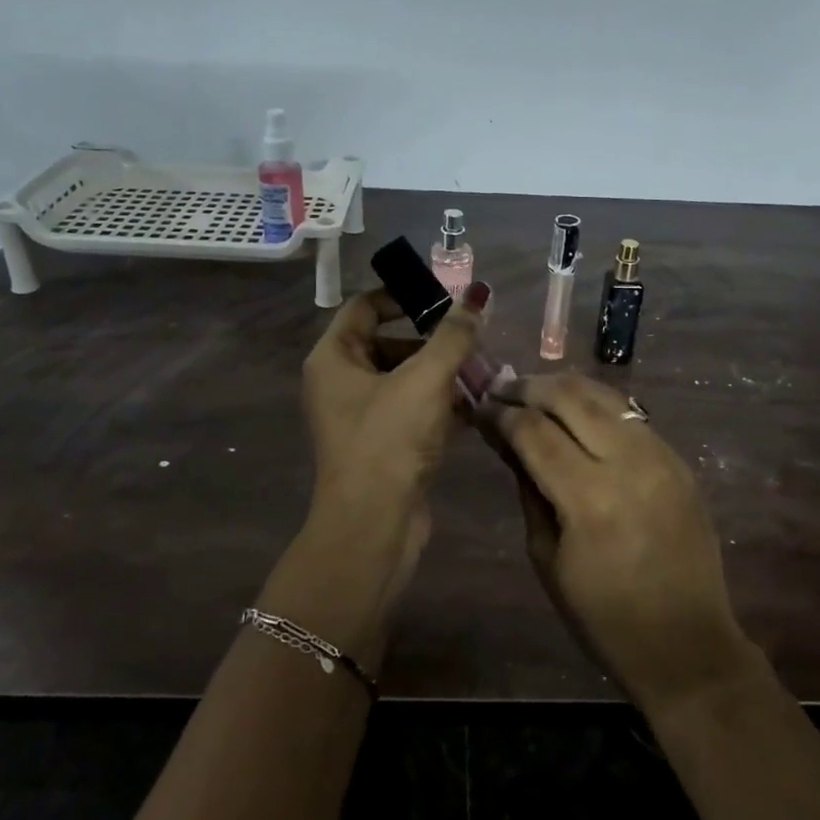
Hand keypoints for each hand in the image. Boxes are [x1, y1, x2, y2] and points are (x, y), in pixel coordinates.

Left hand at [300, 284, 486, 549]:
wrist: (373, 525)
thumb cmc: (389, 440)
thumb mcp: (425, 380)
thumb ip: (453, 335)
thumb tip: (476, 294)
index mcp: (334, 358)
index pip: (365, 306)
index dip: (404, 295)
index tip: (446, 297)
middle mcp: (341, 382)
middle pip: (389, 342)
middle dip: (434, 340)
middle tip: (474, 338)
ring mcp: (361, 416)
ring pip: (406, 378)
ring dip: (443, 373)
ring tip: (486, 370)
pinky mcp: (383, 444)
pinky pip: (413, 409)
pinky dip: (441, 403)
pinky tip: (478, 404)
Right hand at [483, 372, 756, 708]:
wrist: (687, 643)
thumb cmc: (603, 616)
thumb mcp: (547, 557)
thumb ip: (528, 490)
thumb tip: (509, 442)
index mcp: (589, 498)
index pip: (534, 430)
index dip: (501, 413)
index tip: (480, 405)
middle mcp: (628, 463)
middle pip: (569, 397)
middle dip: (529, 386)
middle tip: (502, 387)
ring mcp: (661, 456)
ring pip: (604, 395)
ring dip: (564, 387)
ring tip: (535, 390)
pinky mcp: (679, 460)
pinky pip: (631, 415)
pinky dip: (597, 405)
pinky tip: (577, 413)